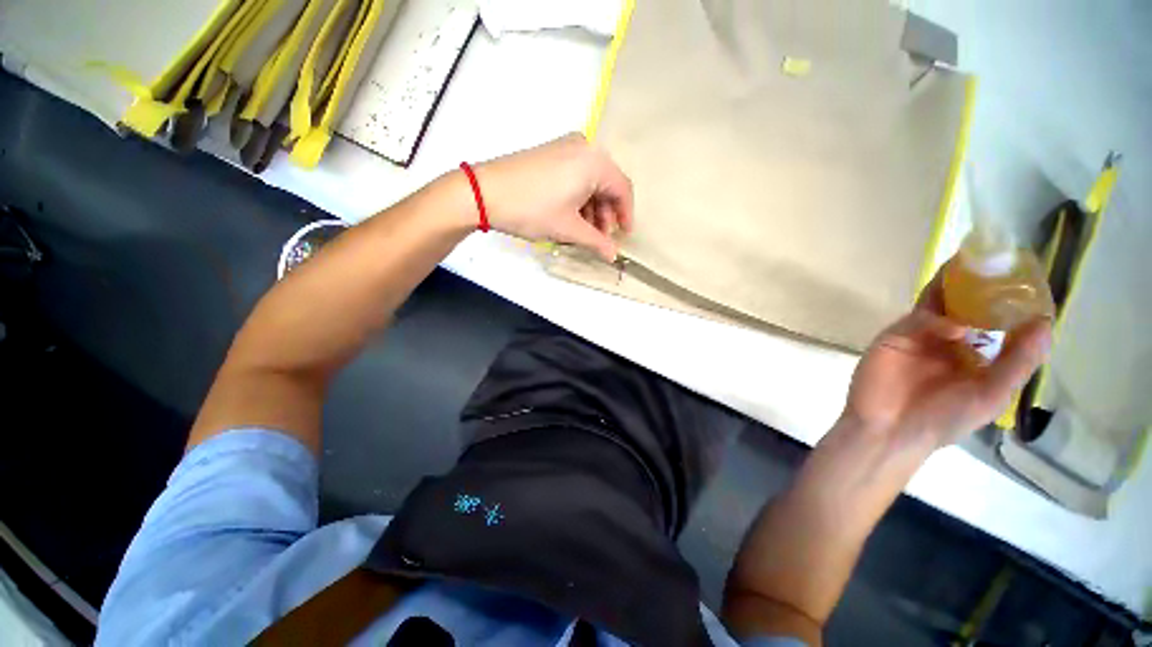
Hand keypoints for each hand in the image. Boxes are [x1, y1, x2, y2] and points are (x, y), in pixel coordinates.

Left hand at [472, 133, 633, 260]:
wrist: (484, 192)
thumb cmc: (532, 209)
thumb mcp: (568, 228)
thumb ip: (596, 242)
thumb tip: (613, 255)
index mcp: (595, 161)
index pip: (623, 189)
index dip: (626, 215)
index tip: (624, 236)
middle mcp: (584, 147)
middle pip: (607, 184)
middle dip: (606, 215)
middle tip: (600, 238)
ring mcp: (565, 147)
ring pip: (590, 182)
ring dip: (592, 208)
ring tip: (583, 232)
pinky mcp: (551, 153)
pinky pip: (575, 176)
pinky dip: (578, 198)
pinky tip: (570, 216)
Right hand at [842, 263, 1051, 449]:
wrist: (888, 428)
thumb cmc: (944, 419)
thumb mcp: (991, 396)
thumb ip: (1017, 362)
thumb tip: (1045, 323)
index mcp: (979, 355)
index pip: (1000, 322)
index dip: (1014, 303)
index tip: (1029, 280)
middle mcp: (954, 340)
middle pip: (970, 305)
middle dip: (984, 286)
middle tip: (1000, 262)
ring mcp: (923, 335)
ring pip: (943, 303)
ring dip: (958, 287)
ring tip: (977, 265)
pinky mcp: (897, 334)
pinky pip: (920, 317)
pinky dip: (937, 315)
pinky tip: (951, 325)